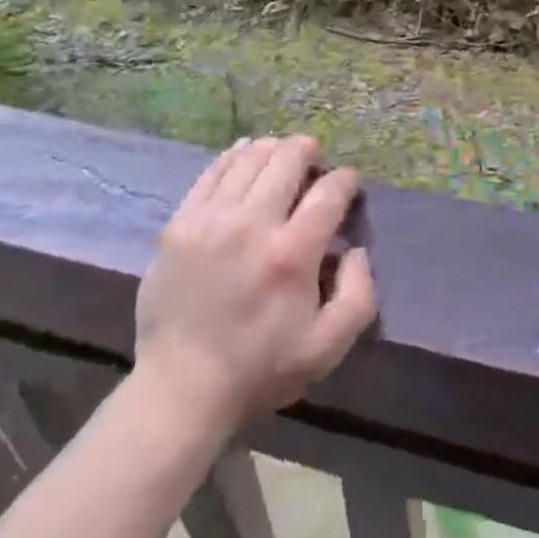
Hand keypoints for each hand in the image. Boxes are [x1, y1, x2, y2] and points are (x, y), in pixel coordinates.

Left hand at [135, 136, 376, 436]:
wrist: (181, 388)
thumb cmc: (260, 369)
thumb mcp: (326, 348)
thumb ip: (357, 295)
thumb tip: (357, 250)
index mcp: (292, 254)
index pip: (328, 192)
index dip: (345, 180)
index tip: (348, 183)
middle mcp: (252, 224)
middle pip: (287, 160)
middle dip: (308, 151)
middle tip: (314, 158)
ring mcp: (212, 219)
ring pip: (250, 158)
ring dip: (273, 149)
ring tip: (282, 154)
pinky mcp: (181, 223)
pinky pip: (212, 172)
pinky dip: (234, 155)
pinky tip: (245, 153)